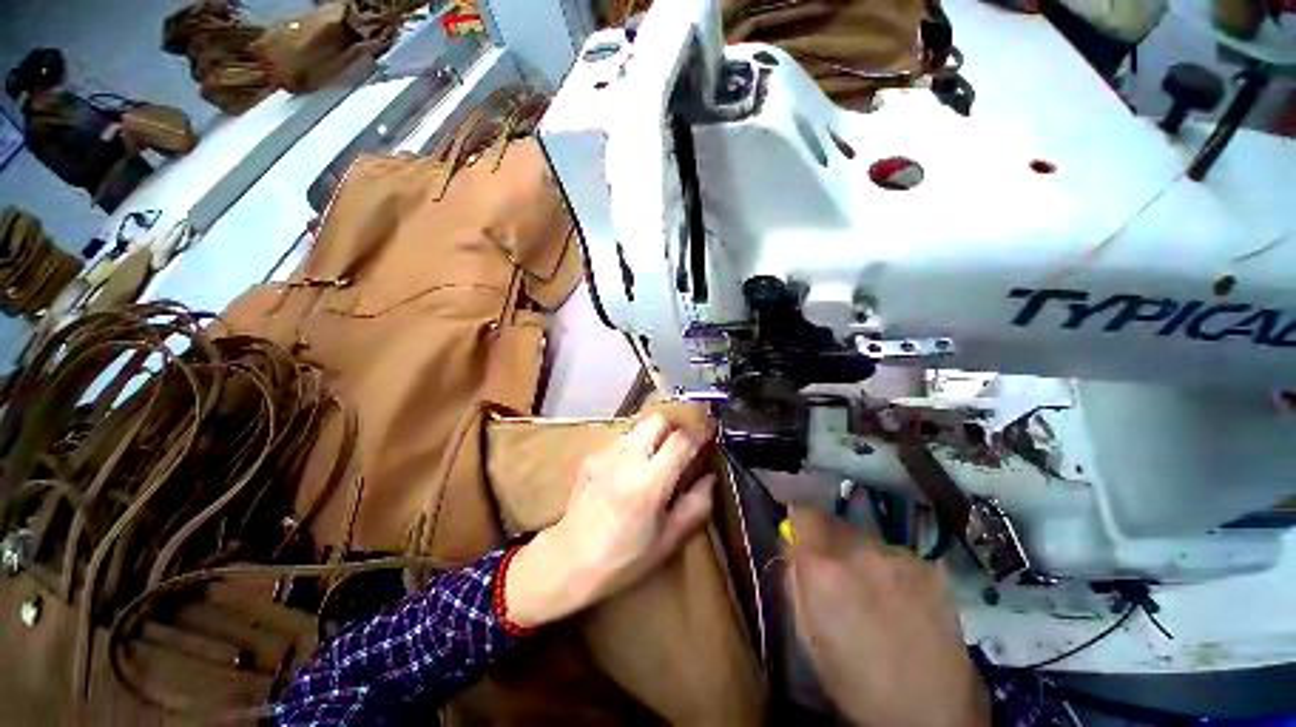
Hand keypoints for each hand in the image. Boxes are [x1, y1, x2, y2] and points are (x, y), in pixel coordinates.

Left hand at [505, 414, 716, 626]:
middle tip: (682, 444)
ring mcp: (606, 455)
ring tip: (657, 457)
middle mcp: (627, 459)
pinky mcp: (592, 457)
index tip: (712, 428)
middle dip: (675, 426)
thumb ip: (696, 505)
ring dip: (654, 435)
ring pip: (638, 427)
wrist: (570, 559)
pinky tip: (631, 469)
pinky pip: (621, 439)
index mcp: (650, 482)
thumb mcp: (668, 539)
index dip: (701, 430)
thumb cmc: (624, 558)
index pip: (681, 440)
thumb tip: (710, 477)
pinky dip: (634, 445)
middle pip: (658, 420)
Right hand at [787, 507, 989, 726]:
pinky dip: (893, 571)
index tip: (801, 536)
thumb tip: (788, 543)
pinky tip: (905, 603)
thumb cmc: (857, 684)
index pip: (803, 514)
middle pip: (835, 525)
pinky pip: (898, 556)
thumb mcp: (809, 638)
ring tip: (876, 595)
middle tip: (839, 575)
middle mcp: (860, 552)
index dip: (800, 523)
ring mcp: (899, 558)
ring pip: (867, 540)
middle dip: (830, 543)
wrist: (934, 715)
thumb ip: (794, 582)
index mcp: (823, 570)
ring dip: (863, 558)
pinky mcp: (930, 568)